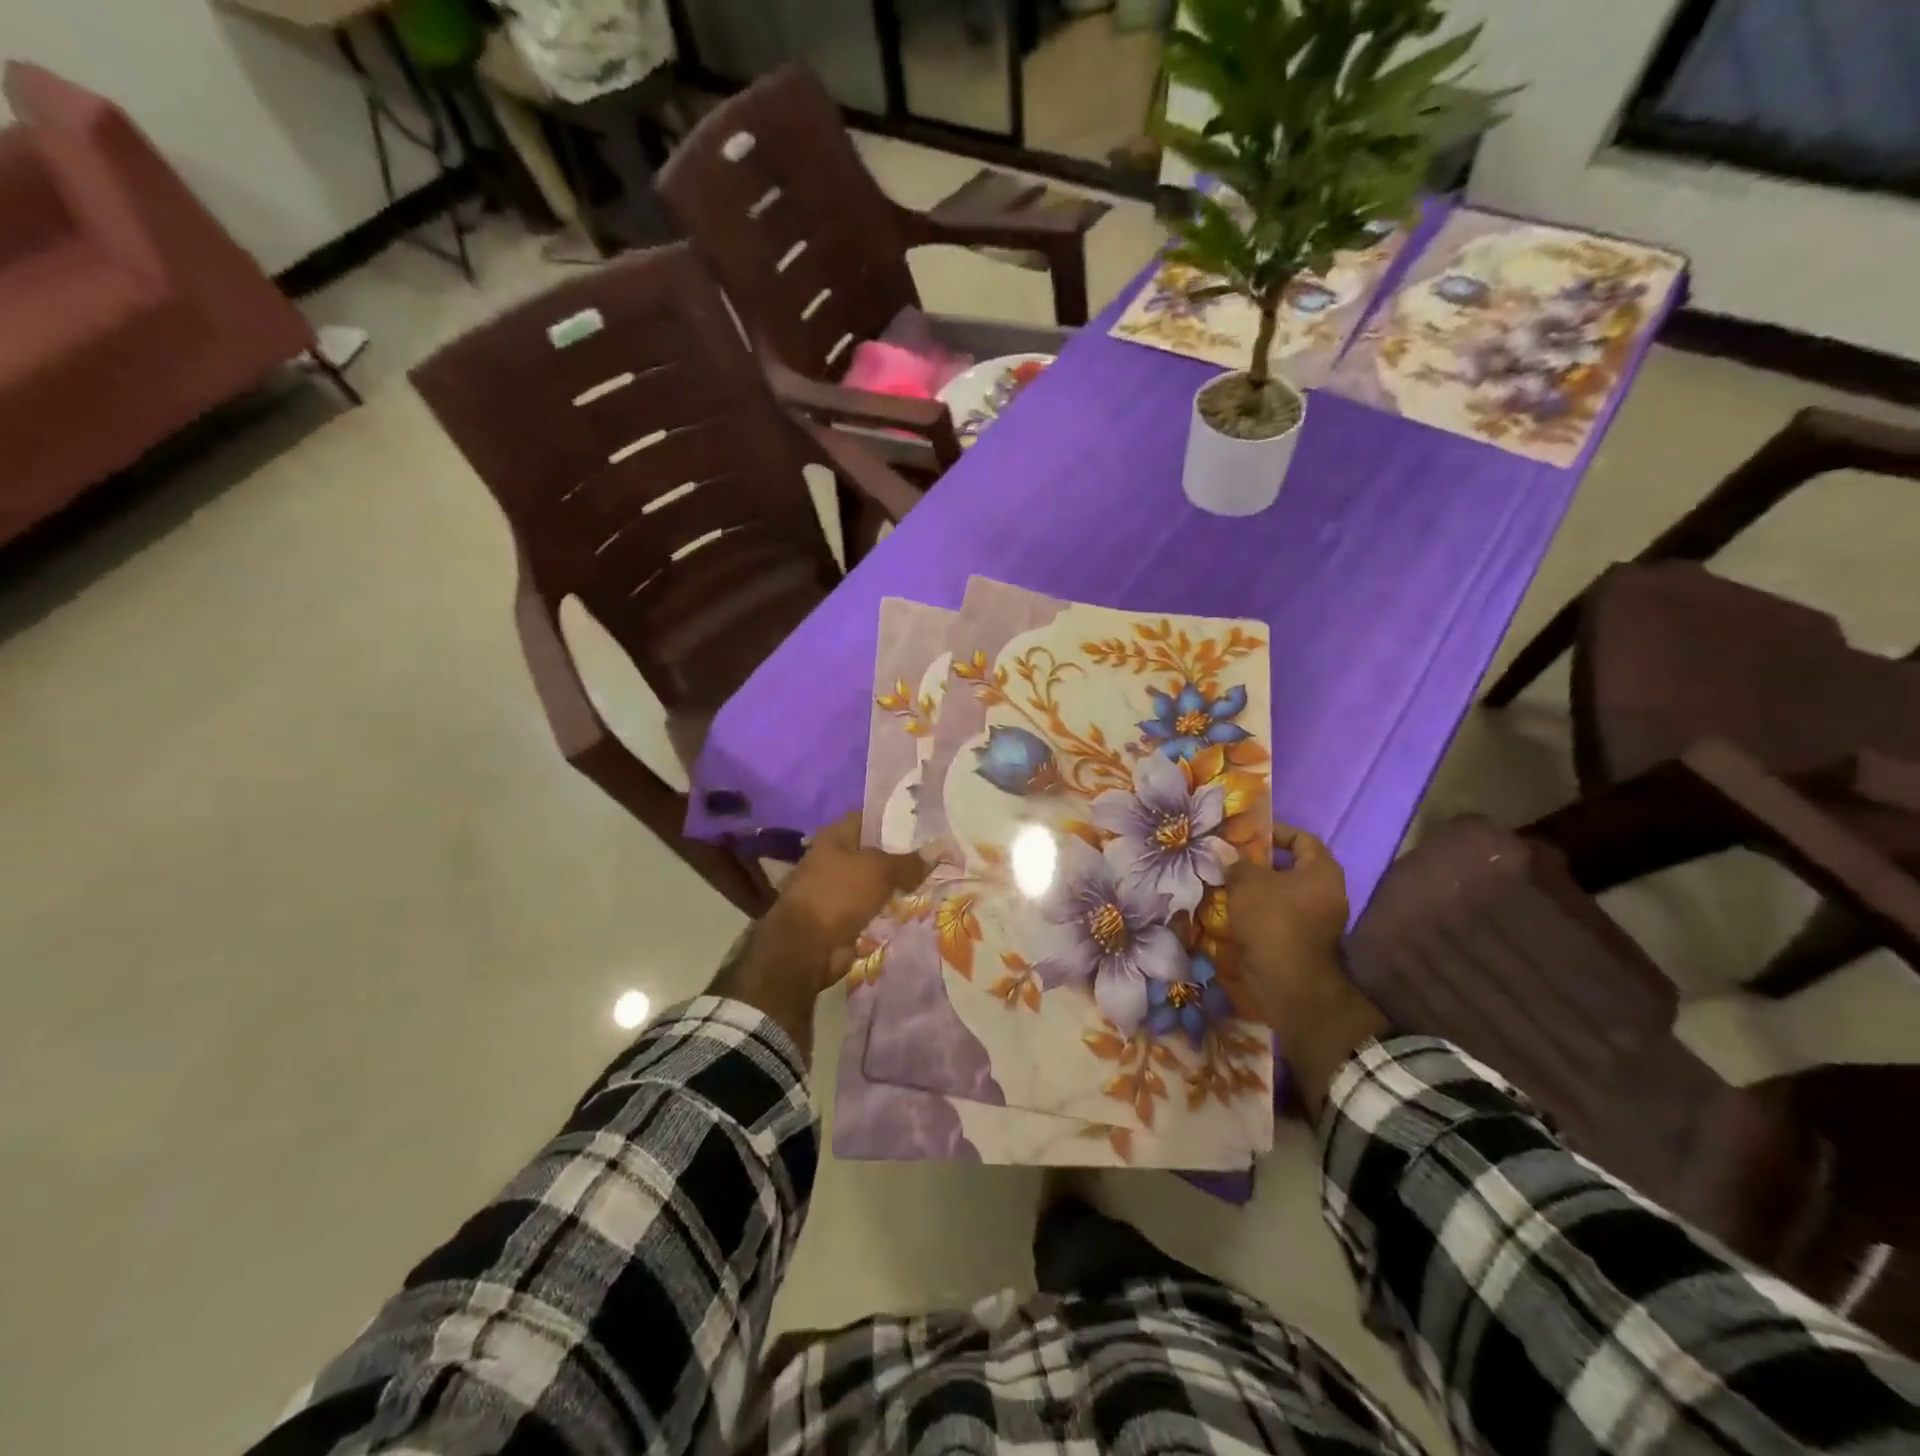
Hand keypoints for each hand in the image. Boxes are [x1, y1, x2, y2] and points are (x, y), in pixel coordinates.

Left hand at [760, 814, 927, 994]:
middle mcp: (835, 859)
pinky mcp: (845, 917)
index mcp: (836, 836)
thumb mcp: (879, 870)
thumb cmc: (839, 894)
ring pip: (878, 883)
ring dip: (900, 887)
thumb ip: (908, 862)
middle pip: (876, 853)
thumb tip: (937, 852)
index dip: (896, 819)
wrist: (808, 946)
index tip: (926, 824)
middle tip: (938, 856)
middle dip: (904, 856)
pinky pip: (875, 908)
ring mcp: (839, 890)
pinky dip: (892, 910)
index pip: (870, 818)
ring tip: (936, 882)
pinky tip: (918, 908)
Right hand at [1225, 825, 1350, 1008]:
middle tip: (1233, 859)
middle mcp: (1328, 892)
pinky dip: (1261, 911)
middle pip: (1294, 867)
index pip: (1303, 838)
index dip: (1275, 832)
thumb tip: (1224, 851)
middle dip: (1262, 863)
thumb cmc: (1272, 919)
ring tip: (1229, 884)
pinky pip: (1282, 915)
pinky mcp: (1306, 941)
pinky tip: (1236, 910)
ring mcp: (1320, 920)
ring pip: (1285, 894)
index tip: (1248, 834)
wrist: (1287, 980)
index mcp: (1323, 871)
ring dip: (1259, 889)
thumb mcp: (1247, 882)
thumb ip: (1236, 862)